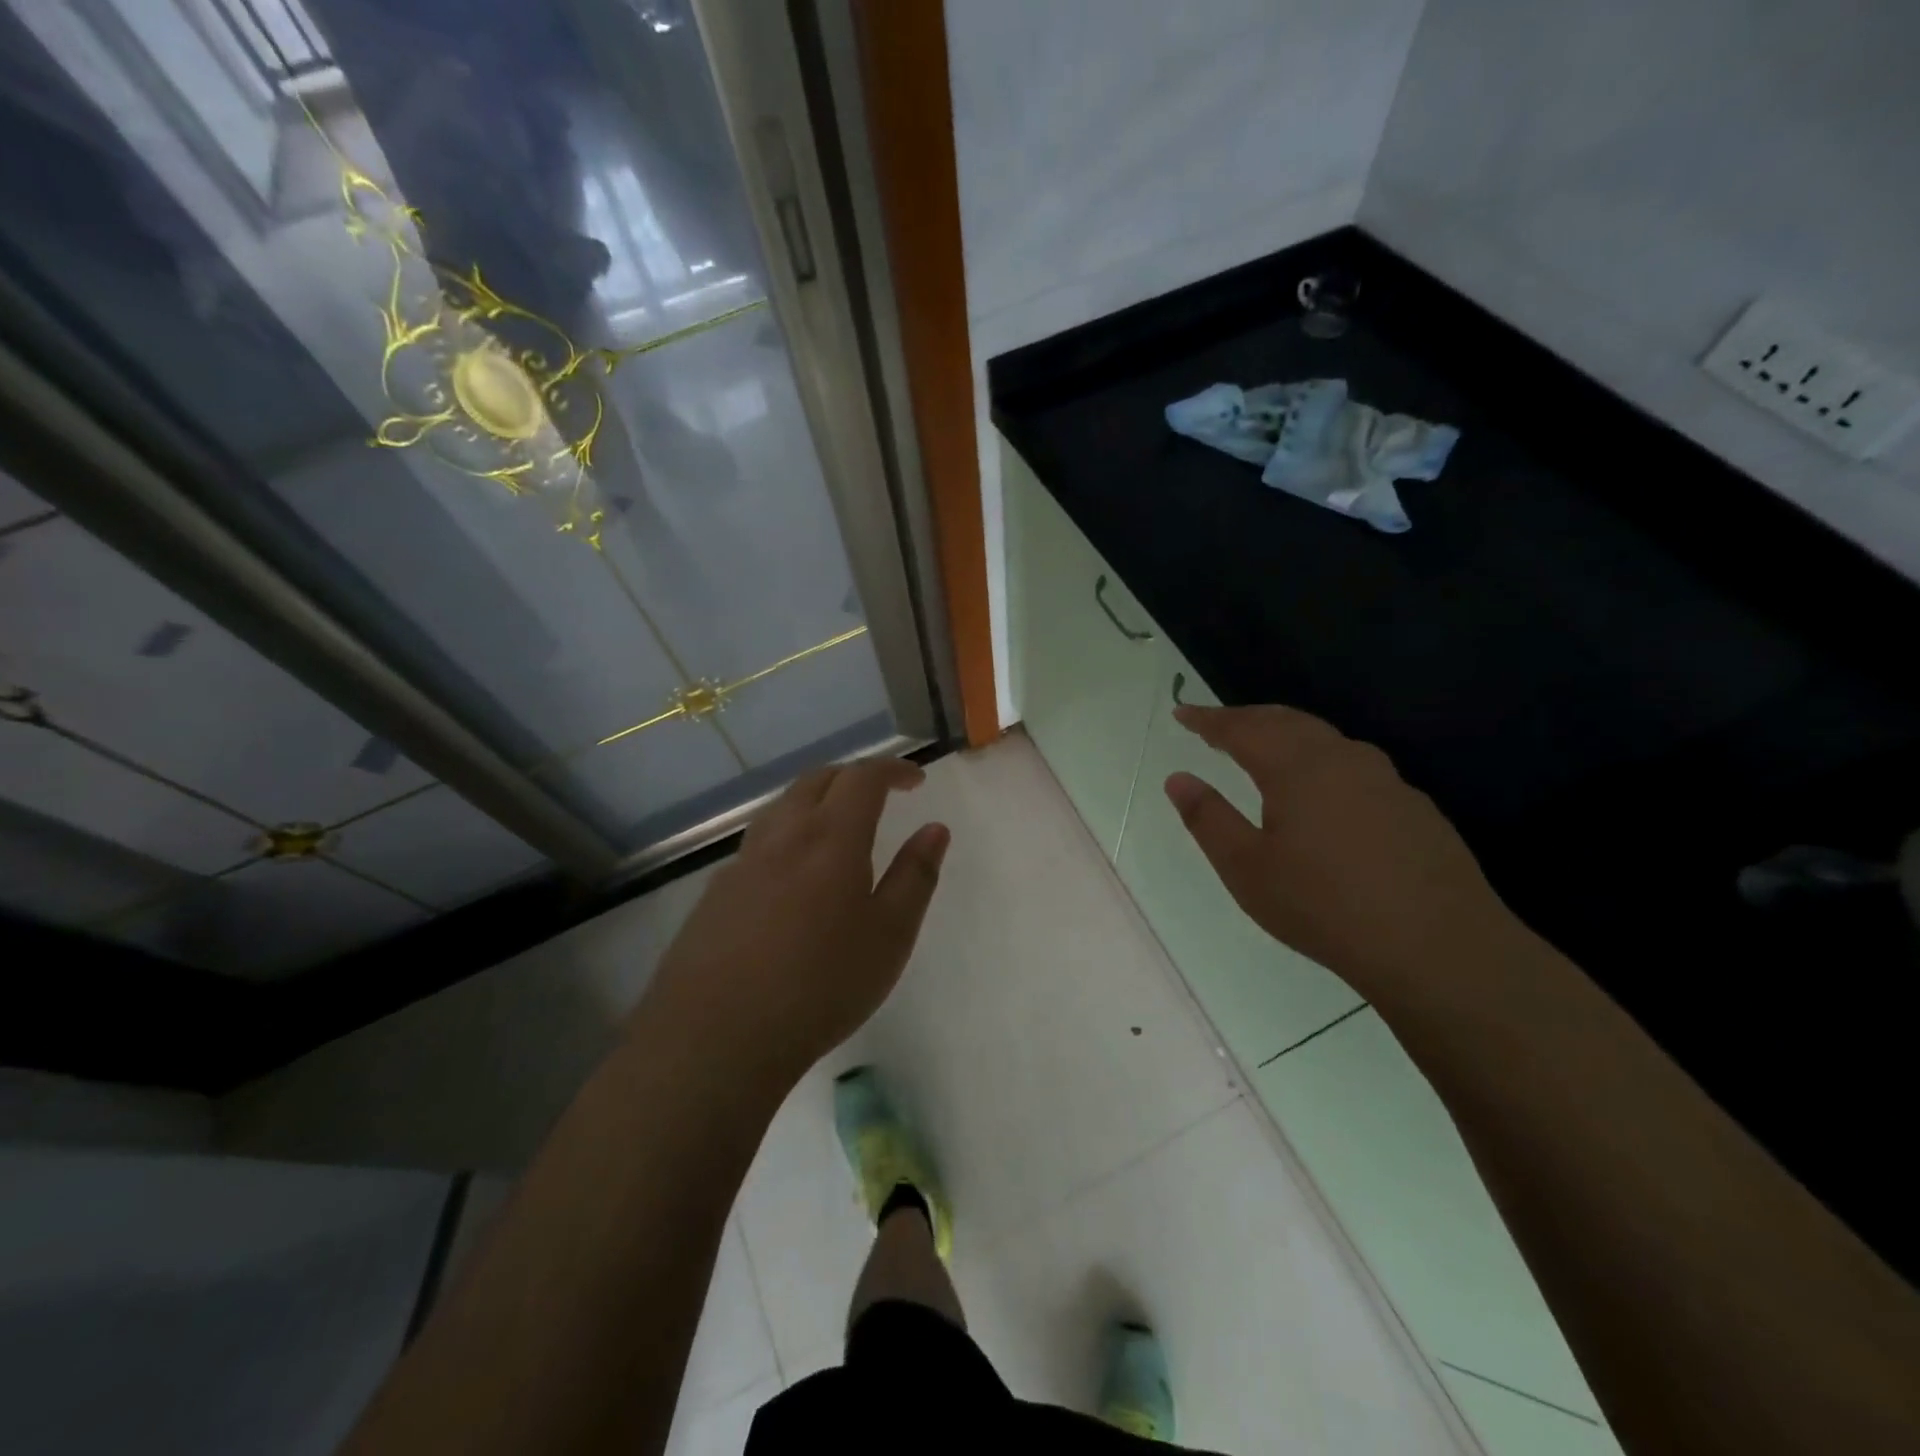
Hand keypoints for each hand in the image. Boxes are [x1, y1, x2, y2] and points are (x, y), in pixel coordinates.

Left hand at [641, 757, 949, 1087]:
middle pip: (816, 780)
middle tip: (879, 794)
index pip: (863, 778)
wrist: (716, 1037)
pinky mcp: (716, 892)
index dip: (892, 769)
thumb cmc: (821, 985)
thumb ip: (915, 876)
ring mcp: (742, 862)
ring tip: (836, 825)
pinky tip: (792, 875)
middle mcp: (783, 836)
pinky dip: (787, 834)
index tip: (915, 780)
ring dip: (815, 799)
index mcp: (831, 838)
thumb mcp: (890, 935)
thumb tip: (935, 829)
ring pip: (782, 807)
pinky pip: (759, 842)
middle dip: (853, 776)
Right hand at [1165, 704, 1514, 996]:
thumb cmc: (1325, 906)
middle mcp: (1342, 759)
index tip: (1182, 712)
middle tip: (1216, 725)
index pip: (1242, 728)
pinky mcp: (1413, 806)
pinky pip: (1353, 764)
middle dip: (1246, 718)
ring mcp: (1385, 780)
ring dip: (1285, 734)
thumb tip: (1177, 778)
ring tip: (1263, 747)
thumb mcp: (1247, 869)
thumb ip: (1208, 818)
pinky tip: (1321, 790)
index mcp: (1297, 768)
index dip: (1208, 719)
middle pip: (1286, 721)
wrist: (1440, 947)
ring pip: (1324, 739)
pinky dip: (1319, 760)